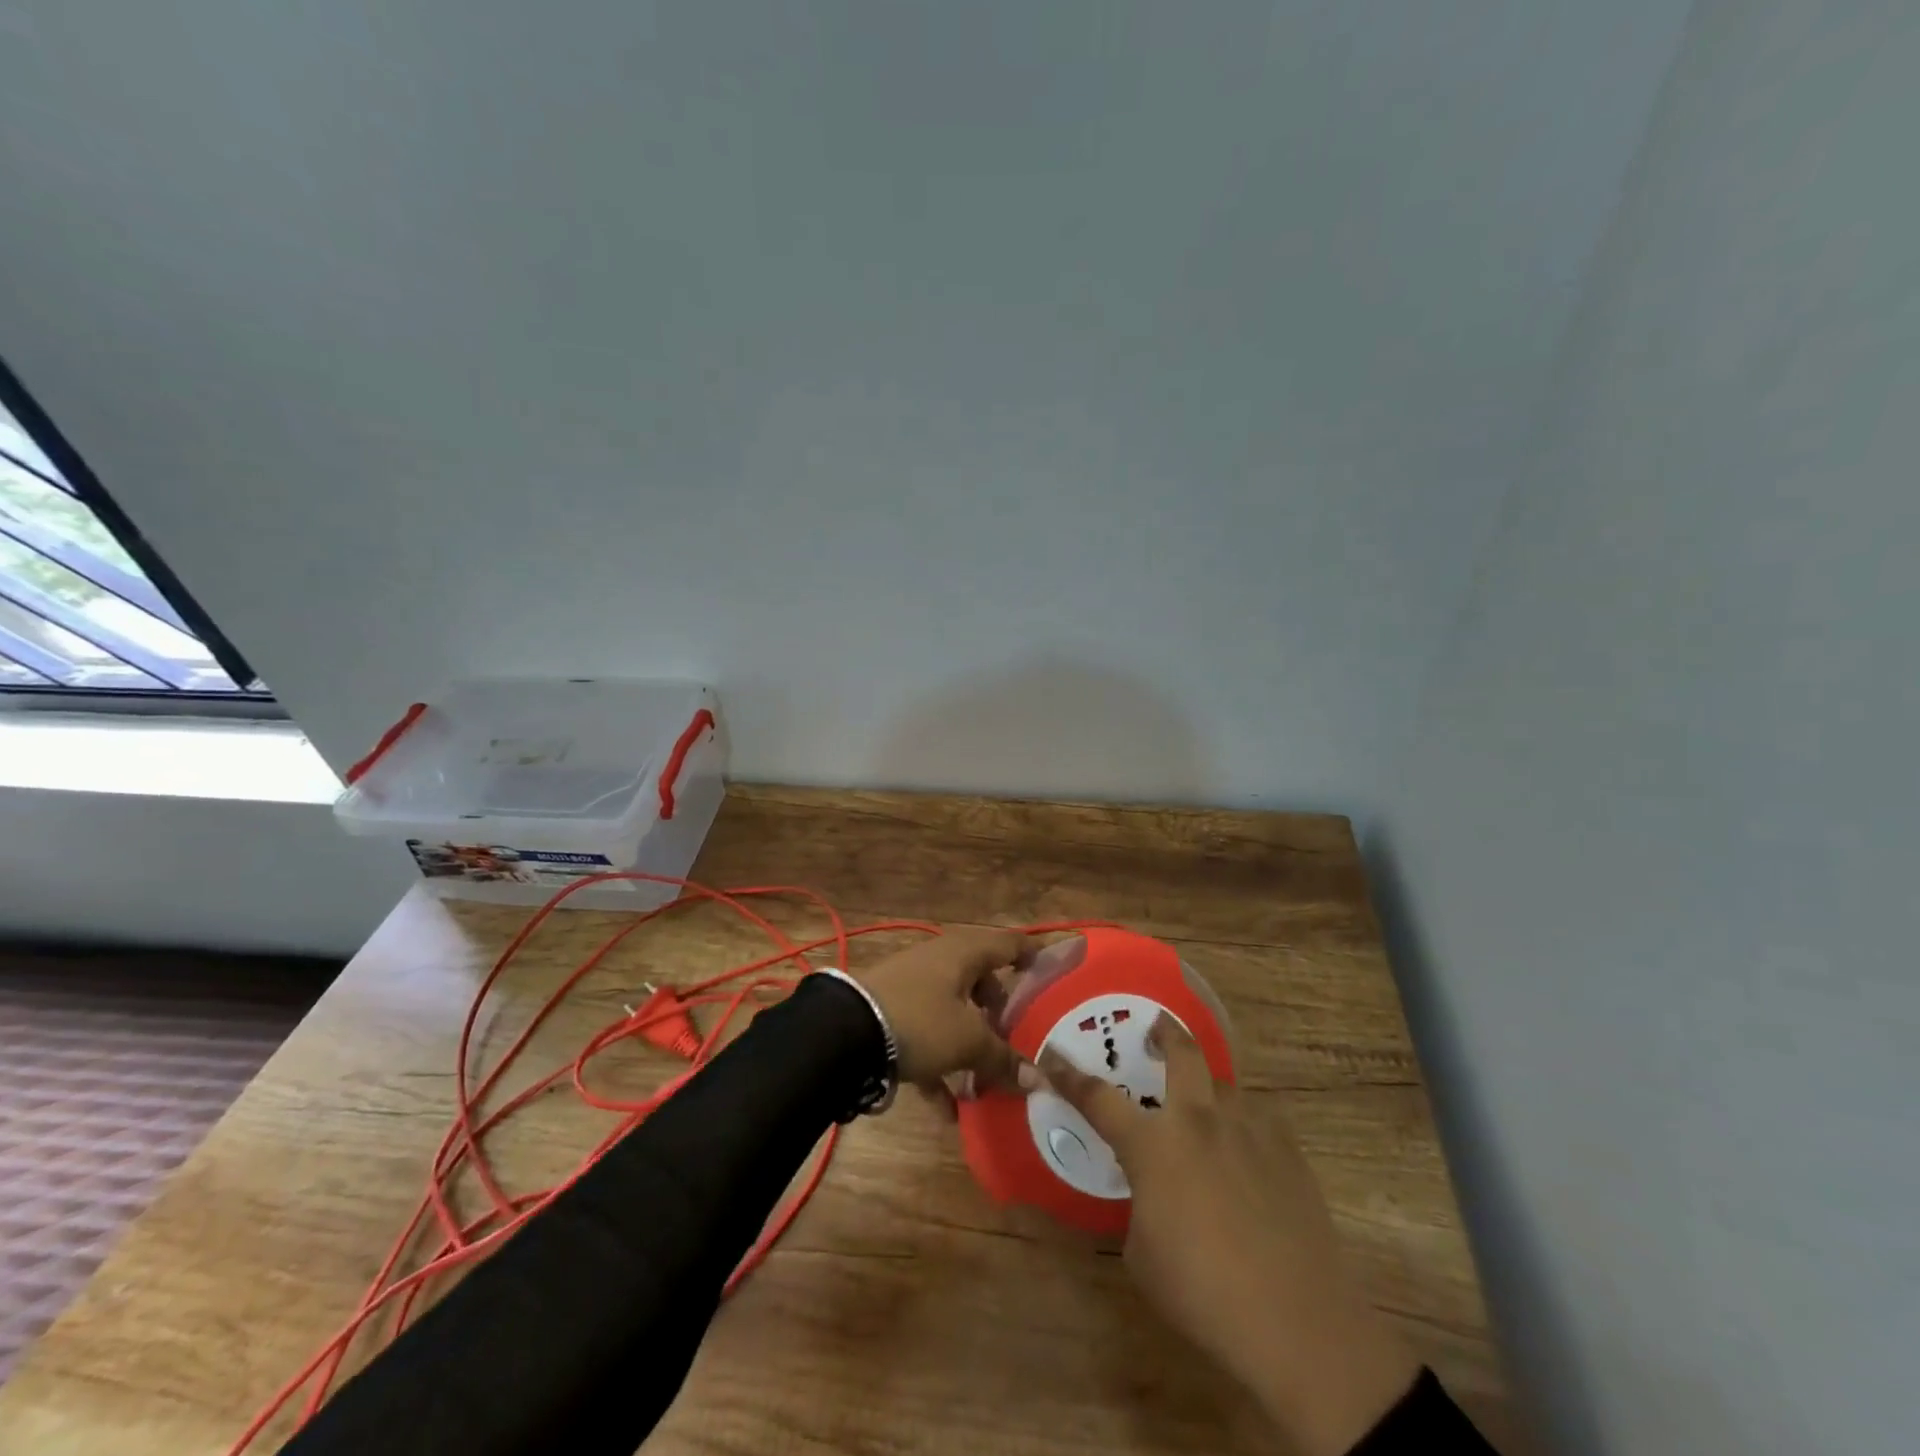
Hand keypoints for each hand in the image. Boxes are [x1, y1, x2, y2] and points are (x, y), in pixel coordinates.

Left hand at [853, 928, 1041, 1097]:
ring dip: (969, 1043)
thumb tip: (1039, 1079)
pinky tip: (947, 1109)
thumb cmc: (919, 1021)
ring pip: (952, 1010)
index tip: (1049, 972)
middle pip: (979, 979)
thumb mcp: (967, 1042)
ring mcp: (911, 986)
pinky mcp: (889, 1013)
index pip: (1007, 944)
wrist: (844, 1033)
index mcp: (963, 954)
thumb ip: (1003, 1060)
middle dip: (998, 1010)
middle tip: (1015, 1037)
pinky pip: (925, 1035)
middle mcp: (938, 962)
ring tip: (985, 1082)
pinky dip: (939, 1066)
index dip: (1030, 955)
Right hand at [1040, 1015, 1419, 1455]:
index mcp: (1154, 1145)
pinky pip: (1258, 1119)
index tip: (1052, 1055)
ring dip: (1207, 1089)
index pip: (1098, 1097)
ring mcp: (1248, 1130)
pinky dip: (1244, 1126)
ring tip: (1205, 1110)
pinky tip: (1248, 1154)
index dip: (1069, 1075)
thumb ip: (1139, 1204)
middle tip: (1155, 1027)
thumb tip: (1150, 1190)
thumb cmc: (1203, 1293)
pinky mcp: (1288, 1151)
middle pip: (1182, 1052)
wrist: (1298, 1325)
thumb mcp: (1142, 1254)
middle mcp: (1199, 1121)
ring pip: (1224, 1084)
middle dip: (1165, 1031)